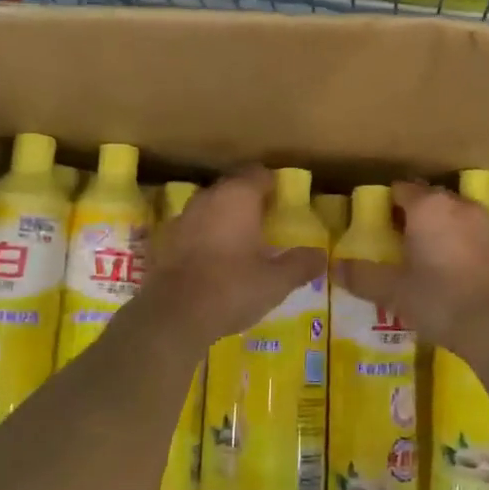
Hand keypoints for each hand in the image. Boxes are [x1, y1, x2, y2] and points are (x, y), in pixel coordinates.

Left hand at [140, 168, 327, 346]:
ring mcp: (183, 218)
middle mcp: (208, 198)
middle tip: (269, 223)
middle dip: (250, 201)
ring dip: (226, 218)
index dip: (274, 185)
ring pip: (211, 207)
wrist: (174, 315)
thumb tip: (321, 256)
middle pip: (233, 187)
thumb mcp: (277, 281)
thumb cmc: (232, 287)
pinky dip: (207, 237)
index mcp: (238, 196)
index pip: (259, 174)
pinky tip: (217, 260)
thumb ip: (301, 264)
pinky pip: (195, 229)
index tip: (285, 203)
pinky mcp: (167, 241)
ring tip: (244, 242)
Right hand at [335, 180, 488, 355]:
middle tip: (391, 242)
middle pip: (427, 200)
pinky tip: (445, 270)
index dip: (384, 204)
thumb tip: (336, 269)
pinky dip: (454, 244)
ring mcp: (483, 225)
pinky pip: (467, 235)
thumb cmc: (440, 299)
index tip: (372, 224)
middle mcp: (457, 206)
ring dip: (434, 229)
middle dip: (409, 215)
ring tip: (418, 257)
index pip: (400, 189)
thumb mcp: (393, 291)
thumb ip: (363, 277)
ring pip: (450, 216)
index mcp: (428, 207)